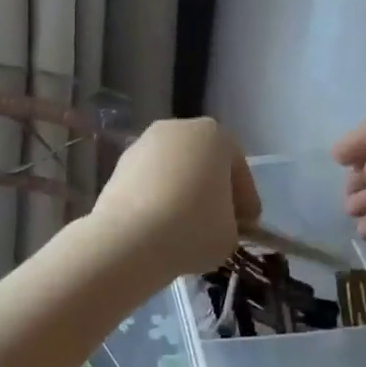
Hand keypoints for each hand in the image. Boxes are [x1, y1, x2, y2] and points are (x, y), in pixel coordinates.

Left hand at [93, 118, 259, 275]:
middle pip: (203, 163)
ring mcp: (144, 144)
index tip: (246, 225)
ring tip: (185, 226)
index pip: (237, 170)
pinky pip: (149, 181)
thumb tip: (219, 223)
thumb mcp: (231, 234)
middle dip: (211, 190)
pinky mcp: (119, 164)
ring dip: (181, 192)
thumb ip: (232, 223)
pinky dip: (156, 198)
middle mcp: (178, 129)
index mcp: (215, 136)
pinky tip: (159, 224)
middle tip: (218, 222)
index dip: (245, 200)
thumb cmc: (192, 227)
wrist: (129, 237)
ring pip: (173, 170)